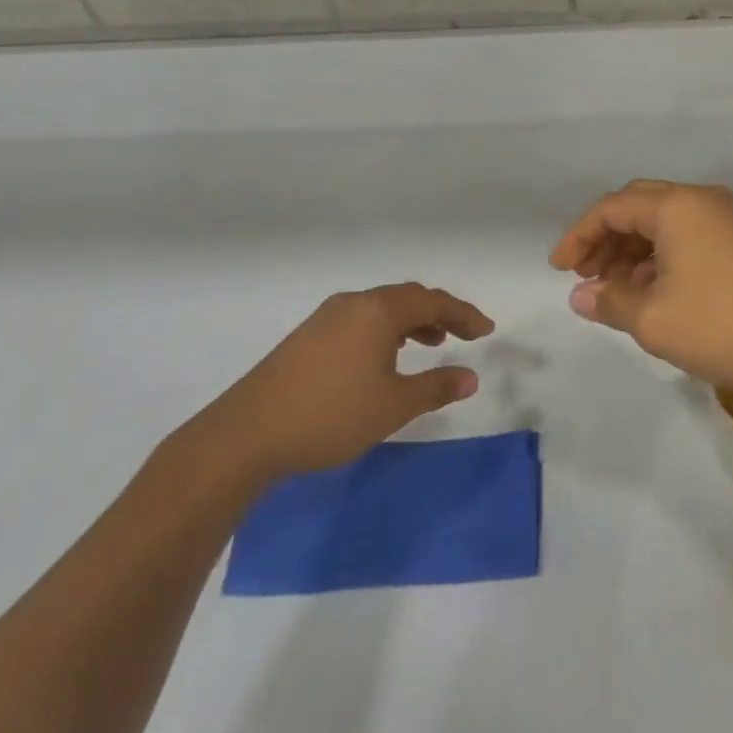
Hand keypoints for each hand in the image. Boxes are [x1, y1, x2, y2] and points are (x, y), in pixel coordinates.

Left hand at [208, 283, 495, 477]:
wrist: (246, 435)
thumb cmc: (331, 415)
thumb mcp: (393, 405)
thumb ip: (436, 387)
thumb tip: (471, 377)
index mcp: (377, 311)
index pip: (432, 301)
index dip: (464, 314)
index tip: (486, 331)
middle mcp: (353, 304)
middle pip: (407, 298)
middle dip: (440, 314)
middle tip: (464, 335)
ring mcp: (325, 319)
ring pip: (382, 309)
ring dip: (412, 322)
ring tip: (431, 344)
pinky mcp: (307, 337)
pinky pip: (361, 320)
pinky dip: (386, 331)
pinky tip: (386, 357)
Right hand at [550, 180, 732, 401]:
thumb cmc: (727, 325)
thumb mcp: (656, 321)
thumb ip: (610, 303)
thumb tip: (581, 296)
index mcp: (676, 207)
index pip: (611, 208)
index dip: (578, 236)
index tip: (558, 270)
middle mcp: (702, 201)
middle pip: (639, 208)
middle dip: (605, 240)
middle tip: (586, 277)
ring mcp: (730, 219)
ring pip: (666, 224)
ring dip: (634, 252)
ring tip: (617, 292)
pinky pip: (691, 238)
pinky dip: (664, 259)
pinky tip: (657, 293)